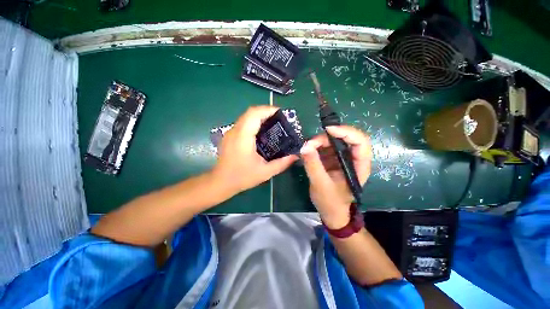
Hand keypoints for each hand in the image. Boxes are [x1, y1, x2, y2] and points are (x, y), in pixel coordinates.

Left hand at [212, 106, 297, 195]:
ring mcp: (230, 132)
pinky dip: (254, 122)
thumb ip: (282, 163)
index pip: (254, 114)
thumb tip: (295, 155)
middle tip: (280, 118)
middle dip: (266, 112)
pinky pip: (243, 123)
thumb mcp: (265, 172)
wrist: (221, 182)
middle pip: (250, 112)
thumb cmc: (242, 177)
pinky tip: (262, 132)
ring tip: (273, 123)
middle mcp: (235, 131)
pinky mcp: (230, 136)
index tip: (281, 113)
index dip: (268, 109)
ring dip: (260, 116)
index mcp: (243, 137)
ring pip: (246, 117)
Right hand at [300, 126, 371, 228]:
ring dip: (319, 142)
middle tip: (310, 143)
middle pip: (344, 138)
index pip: (360, 142)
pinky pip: (325, 147)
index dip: (346, 132)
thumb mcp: (320, 185)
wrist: (330, 212)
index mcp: (359, 166)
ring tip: (307, 148)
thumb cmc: (331, 202)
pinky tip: (307, 151)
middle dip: (327, 138)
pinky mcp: (332, 159)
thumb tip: (304, 146)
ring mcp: (342, 158)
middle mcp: (352, 159)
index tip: (328, 130)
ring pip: (333, 141)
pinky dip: (315, 146)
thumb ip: (313, 165)